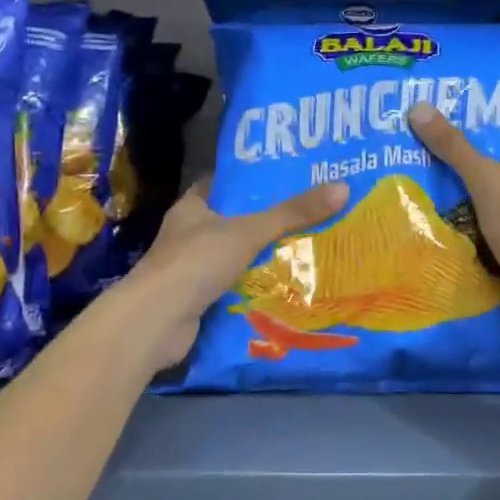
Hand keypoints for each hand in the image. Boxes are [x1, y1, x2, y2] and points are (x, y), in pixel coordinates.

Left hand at [116, 178, 349, 370]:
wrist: (156, 321)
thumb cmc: (196, 262)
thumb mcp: (249, 231)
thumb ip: (292, 213)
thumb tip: (342, 188)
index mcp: (193, 206)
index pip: (225, 183)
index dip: (254, 180)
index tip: (288, 178)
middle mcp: (189, 234)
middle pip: (234, 221)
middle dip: (267, 221)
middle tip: (310, 214)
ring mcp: (191, 268)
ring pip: (235, 256)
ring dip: (263, 256)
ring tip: (307, 249)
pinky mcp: (197, 298)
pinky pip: (233, 286)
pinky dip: (254, 286)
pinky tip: (284, 286)